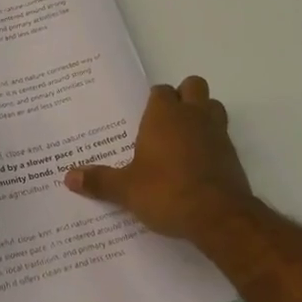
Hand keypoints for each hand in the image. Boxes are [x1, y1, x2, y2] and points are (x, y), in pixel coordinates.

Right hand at [65, 76, 252, 240]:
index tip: (143, 117)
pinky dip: (213, 143)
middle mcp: (192, 115)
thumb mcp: (126, 190)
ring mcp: (217, 132)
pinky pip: (223, 136)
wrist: (218, 216)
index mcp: (164, 114)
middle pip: (193, 86)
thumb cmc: (166, 192)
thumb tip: (68, 176)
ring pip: (213, 106)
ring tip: (186, 138)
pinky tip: (200, 165)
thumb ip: (99, 181)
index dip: (154, 101)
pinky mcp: (232, 154)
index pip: (160, 91)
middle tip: (167, 122)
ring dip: (203, 114)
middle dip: (183, 97)